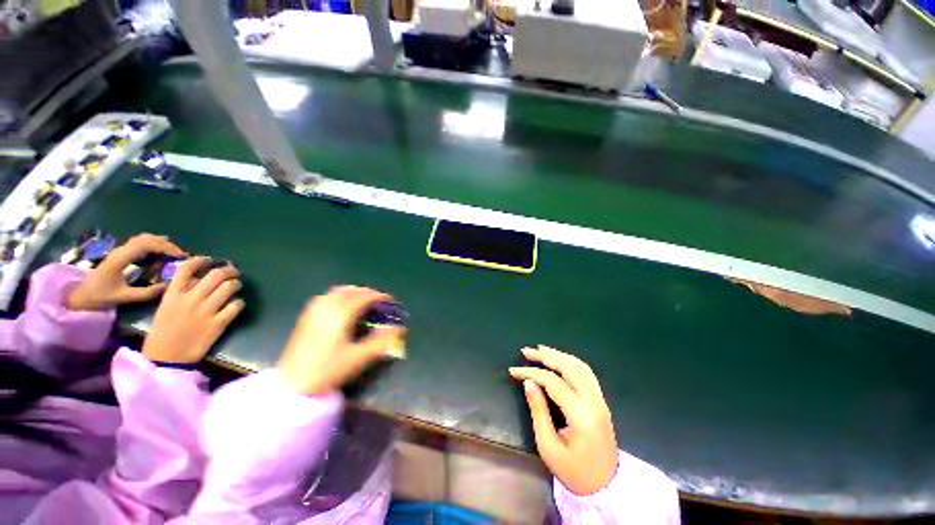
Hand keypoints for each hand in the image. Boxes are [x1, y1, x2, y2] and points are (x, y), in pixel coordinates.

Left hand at [66, 233, 184, 310]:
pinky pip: (139, 243)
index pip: (146, 244)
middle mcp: (120, 250)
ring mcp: (119, 251)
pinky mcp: (120, 254)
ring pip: (143, 238)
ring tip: (172, 252)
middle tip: (180, 254)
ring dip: (159, 242)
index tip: (180, 255)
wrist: (80, 295)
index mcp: (121, 258)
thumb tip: (168, 286)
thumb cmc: (100, 296)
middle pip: (146, 239)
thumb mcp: (124, 297)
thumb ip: (146, 293)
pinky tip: (158, 252)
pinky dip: (152, 244)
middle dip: (166, 244)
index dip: (165, 247)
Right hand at [142, 257, 244, 364]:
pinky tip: (236, 304)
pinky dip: (239, 302)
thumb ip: (180, 292)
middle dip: (229, 270)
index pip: (187, 268)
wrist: (166, 358)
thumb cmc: (163, 332)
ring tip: (236, 285)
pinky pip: (236, 305)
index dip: (202, 260)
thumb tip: (199, 280)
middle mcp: (190, 299)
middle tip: (233, 272)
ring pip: (229, 287)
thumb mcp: (165, 307)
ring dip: (236, 284)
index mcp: (173, 294)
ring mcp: (205, 311)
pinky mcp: (218, 323)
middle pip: (216, 275)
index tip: (210, 260)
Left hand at [278, 286, 405, 395]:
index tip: (390, 301)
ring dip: (354, 292)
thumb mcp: (359, 358)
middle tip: (379, 302)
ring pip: (338, 291)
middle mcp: (327, 307)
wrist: (292, 385)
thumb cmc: (328, 370)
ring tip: (364, 301)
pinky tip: (343, 306)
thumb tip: (401, 329)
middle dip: (368, 293)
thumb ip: (382, 342)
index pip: (364, 297)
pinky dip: (341, 296)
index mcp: (341, 314)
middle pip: (351, 290)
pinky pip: (328, 297)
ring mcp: (315, 310)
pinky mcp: (307, 317)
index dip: (380, 296)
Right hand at [509, 345, 618, 495]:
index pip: (553, 382)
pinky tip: (560, 359)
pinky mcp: (601, 401)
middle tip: (526, 351)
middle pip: (569, 367)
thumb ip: (538, 411)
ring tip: (541, 349)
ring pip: (580, 366)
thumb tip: (528, 382)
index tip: (513, 370)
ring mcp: (600, 400)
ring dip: (559, 355)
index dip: (531, 372)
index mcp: (581, 415)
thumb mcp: (548, 447)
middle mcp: (594, 402)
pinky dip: (571, 361)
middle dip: (545, 356)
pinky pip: (586, 373)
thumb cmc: (573, 471)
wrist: (606, 487)